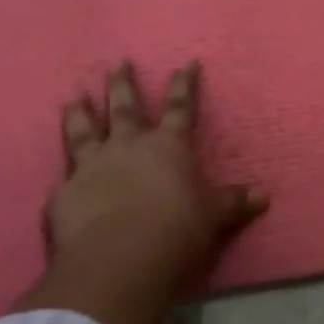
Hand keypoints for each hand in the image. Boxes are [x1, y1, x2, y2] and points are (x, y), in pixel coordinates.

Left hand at [14, 61, 266, 323]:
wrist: (119, 260)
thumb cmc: (176, 231)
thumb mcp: (213, 217)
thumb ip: (233, 203)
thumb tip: (264, 196)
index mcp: (169, 146)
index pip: (180, 107)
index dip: (185, 84)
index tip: (187, 63)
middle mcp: (129, 146)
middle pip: (125, 107)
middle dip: (122, 83)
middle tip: (118, 63)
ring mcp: (92, 166)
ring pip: (83, 130)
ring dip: (80, 112)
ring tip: (74, 96)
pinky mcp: (64, 193)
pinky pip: (64, 177)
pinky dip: (65, 174)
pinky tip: (60, 176)